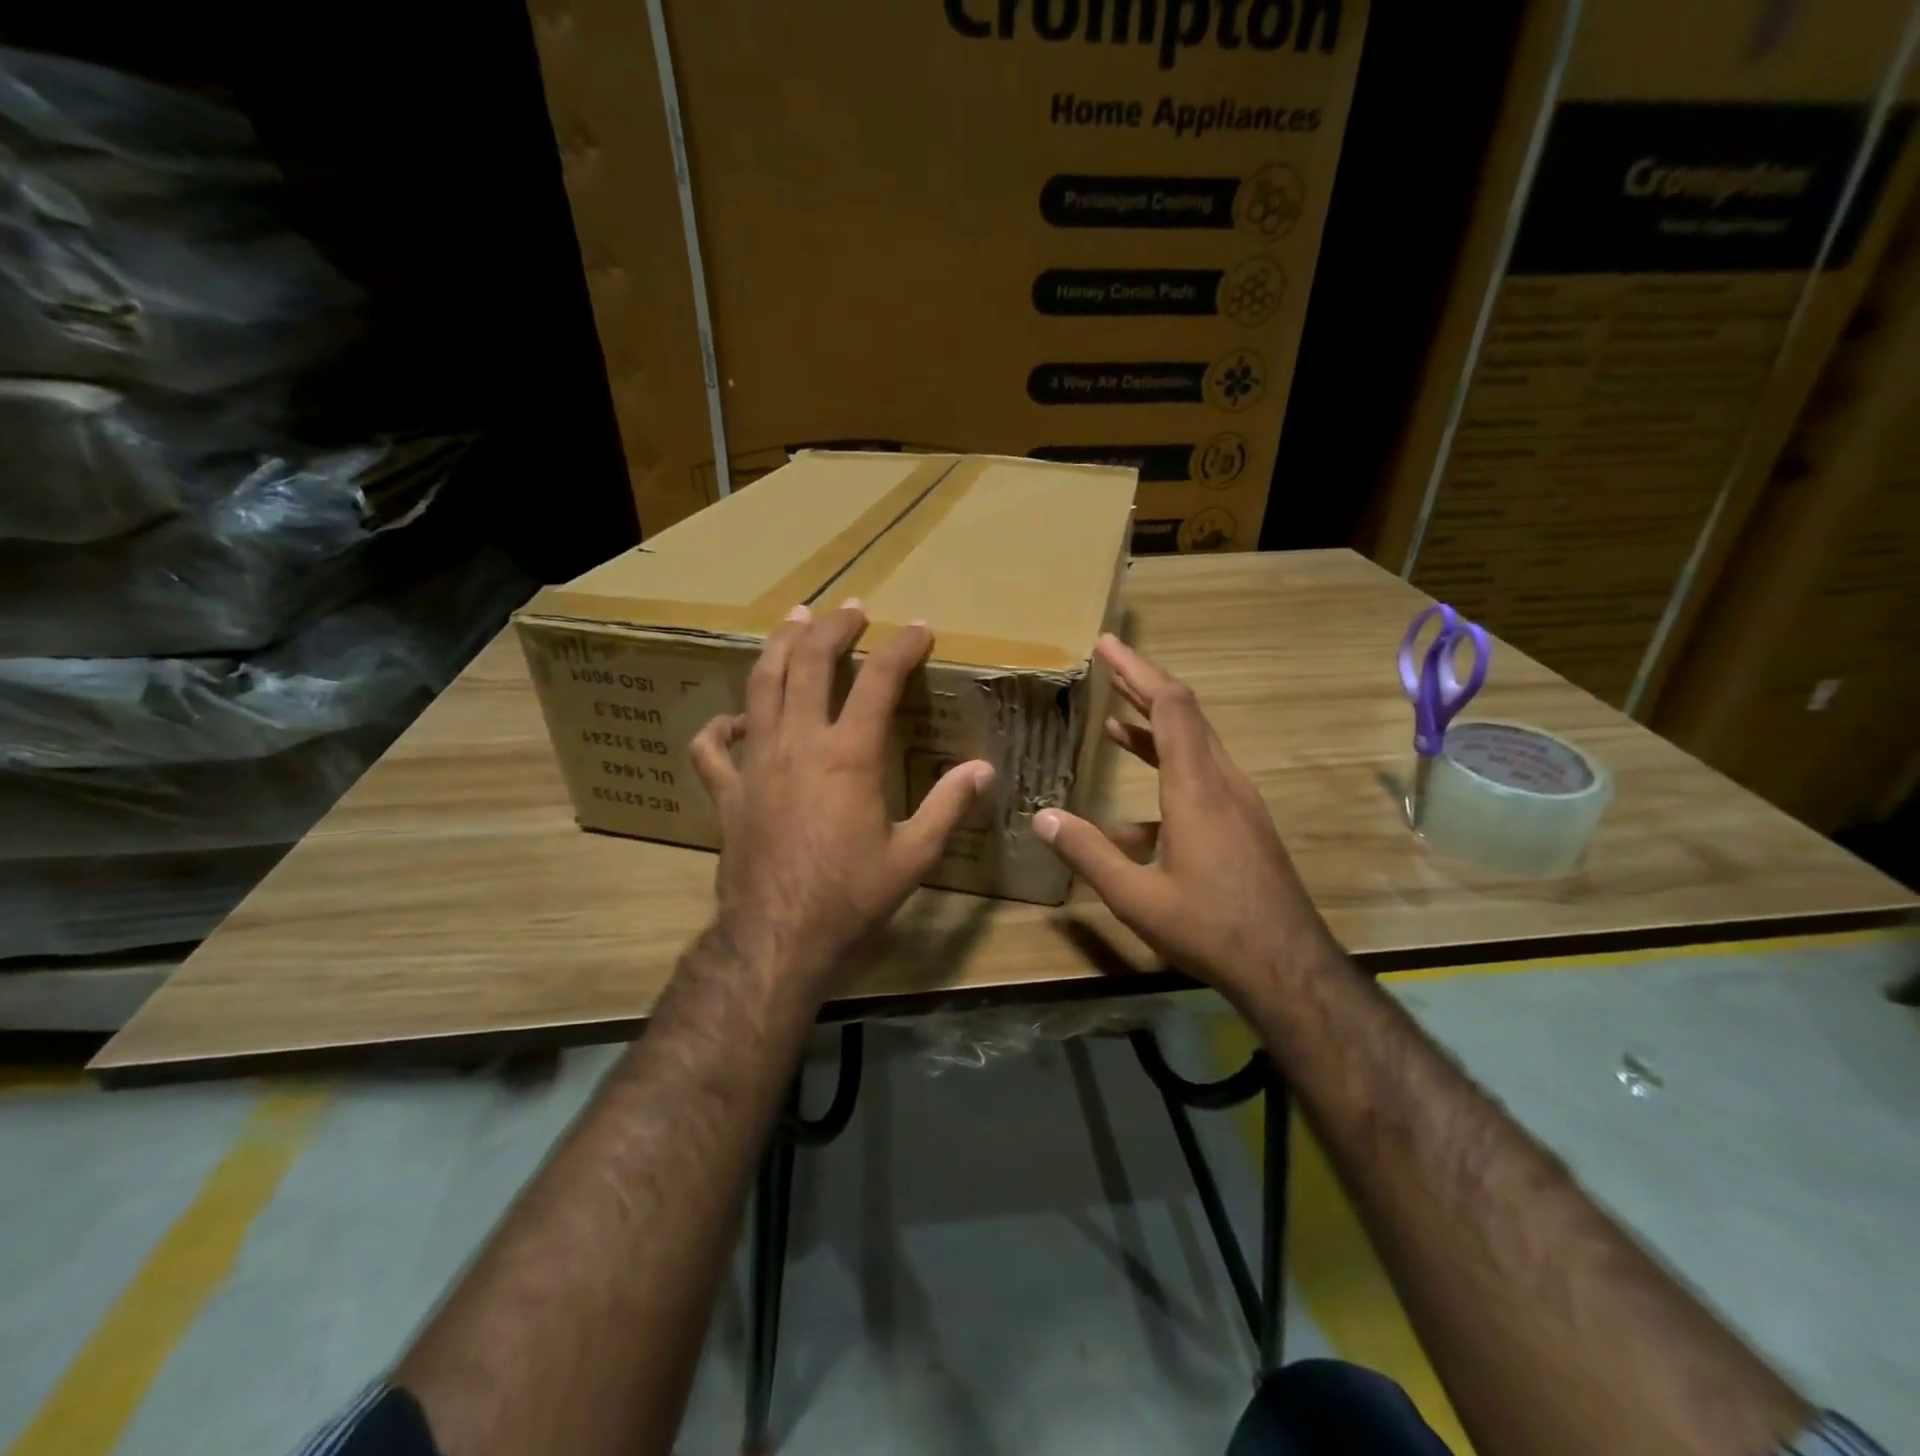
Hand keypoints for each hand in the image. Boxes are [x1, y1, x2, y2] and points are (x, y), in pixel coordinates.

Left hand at [688, 600, 994, 995]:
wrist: (778, 939)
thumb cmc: (850, 898)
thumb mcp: (914, 856)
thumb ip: (950, 806)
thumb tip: (984, 769)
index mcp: (848, 756)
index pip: (879, 680)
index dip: (903, 647)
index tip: (921, 630)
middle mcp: (799, 744)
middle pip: (809, 663)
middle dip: (832, 628)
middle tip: (850, 610)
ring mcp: (755, 764)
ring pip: (760, 686)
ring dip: (778, 647)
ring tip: (793, 622)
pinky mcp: (727, 792)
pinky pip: (713, 747)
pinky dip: (722, 726)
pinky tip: (736, 719)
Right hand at [1033, 635, 1334, 1005]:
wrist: (1287, 965)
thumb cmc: (1210, 927)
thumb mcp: (1136, 897)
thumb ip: (1087, 853)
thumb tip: (1042, 817)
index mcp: (1196, 788)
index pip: (1171, 706)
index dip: (1137, 670)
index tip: (1107, 646)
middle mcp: (1221, 782)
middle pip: (1185, 713)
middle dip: (1143, 683)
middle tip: (1107, 661)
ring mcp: (1238, 802)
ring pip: (1194, 745)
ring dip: (1154, 726)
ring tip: (1113, 716)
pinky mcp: (1243, 823)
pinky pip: (1201, 779)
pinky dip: (1166, 772)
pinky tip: (1132, 813)